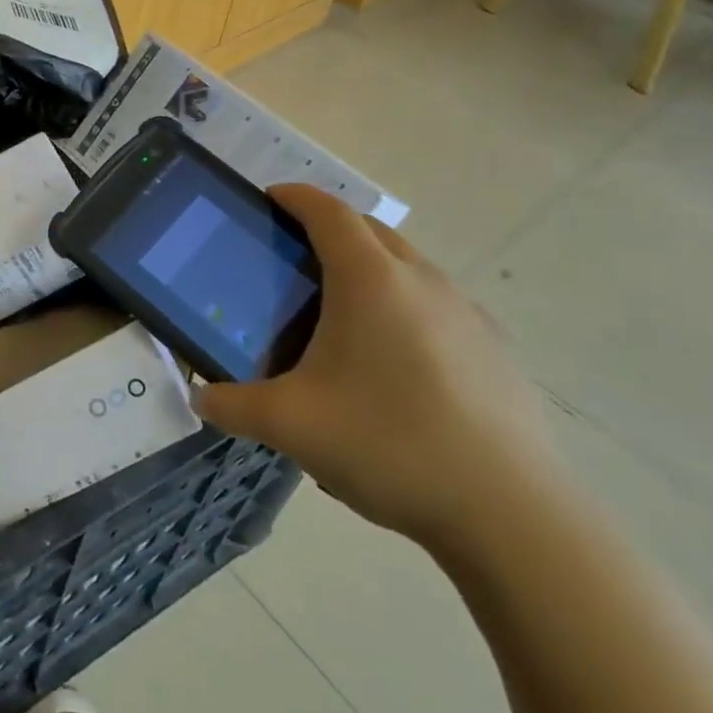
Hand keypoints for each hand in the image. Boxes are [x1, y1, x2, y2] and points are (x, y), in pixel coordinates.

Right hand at [193, 185, 556, 556]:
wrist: (512, 516)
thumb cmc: (388, 444)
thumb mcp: (290, 425)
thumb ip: (233, 406)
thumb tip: (200, 400)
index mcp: (370, 280)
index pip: (328, 211)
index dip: (294, 197)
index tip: (267, 200)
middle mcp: (423, 281)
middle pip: (370, 230)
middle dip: (329, 228)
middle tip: (291, 259)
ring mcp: (468, 314)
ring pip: (408, 267)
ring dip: (370, 268)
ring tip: (339, 315)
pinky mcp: (496, 351)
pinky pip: (437, 306)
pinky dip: (404, 307)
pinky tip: (392, 365)